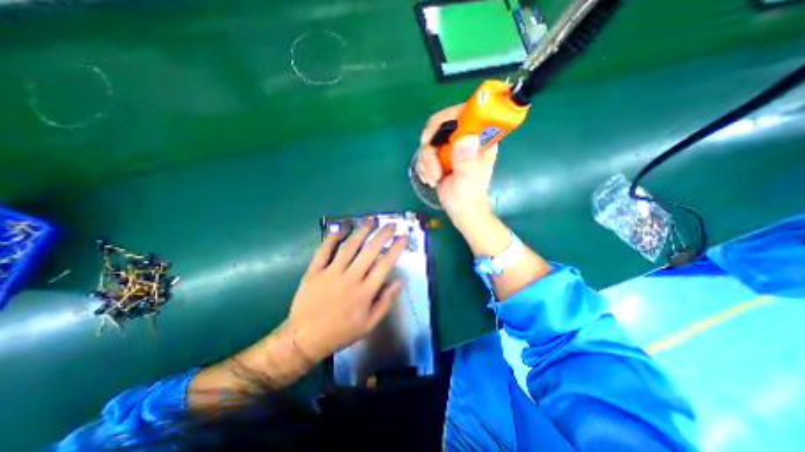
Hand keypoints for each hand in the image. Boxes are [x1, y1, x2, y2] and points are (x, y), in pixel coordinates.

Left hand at [286, 219, 405, 362]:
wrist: (305, 339)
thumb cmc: (341, 332)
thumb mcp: (369, 323)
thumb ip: (386, 301)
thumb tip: (400, 280)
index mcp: (365, 292)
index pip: (385, 264)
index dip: (396, 248)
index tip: (403, 237)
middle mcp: (350, 278)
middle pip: (369, 251)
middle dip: (382, 235)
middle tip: (390, 225)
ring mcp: (330, 273)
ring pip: (349, 246)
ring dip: (362, 231)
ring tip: (371, 220)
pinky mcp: (314, 271)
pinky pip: (324, 250)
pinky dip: (333, 237)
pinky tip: (342, 229)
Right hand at [415, 106, 497, 218]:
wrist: (460, 209)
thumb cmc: (468, 195)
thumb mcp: (468, 179)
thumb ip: (466, 161)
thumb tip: (464, 140)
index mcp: (480, 137)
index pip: (465, 112)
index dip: (446, 118)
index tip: (433, 137)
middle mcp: (466, 137)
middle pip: (441, 124)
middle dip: (431, 145)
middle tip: (430, 163)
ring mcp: (452, 146)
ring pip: (430, 140)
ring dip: (427, 162)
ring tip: (434, 178)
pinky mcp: (441, 155)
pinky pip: (425, 152)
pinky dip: (424, 166)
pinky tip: (431, 179)